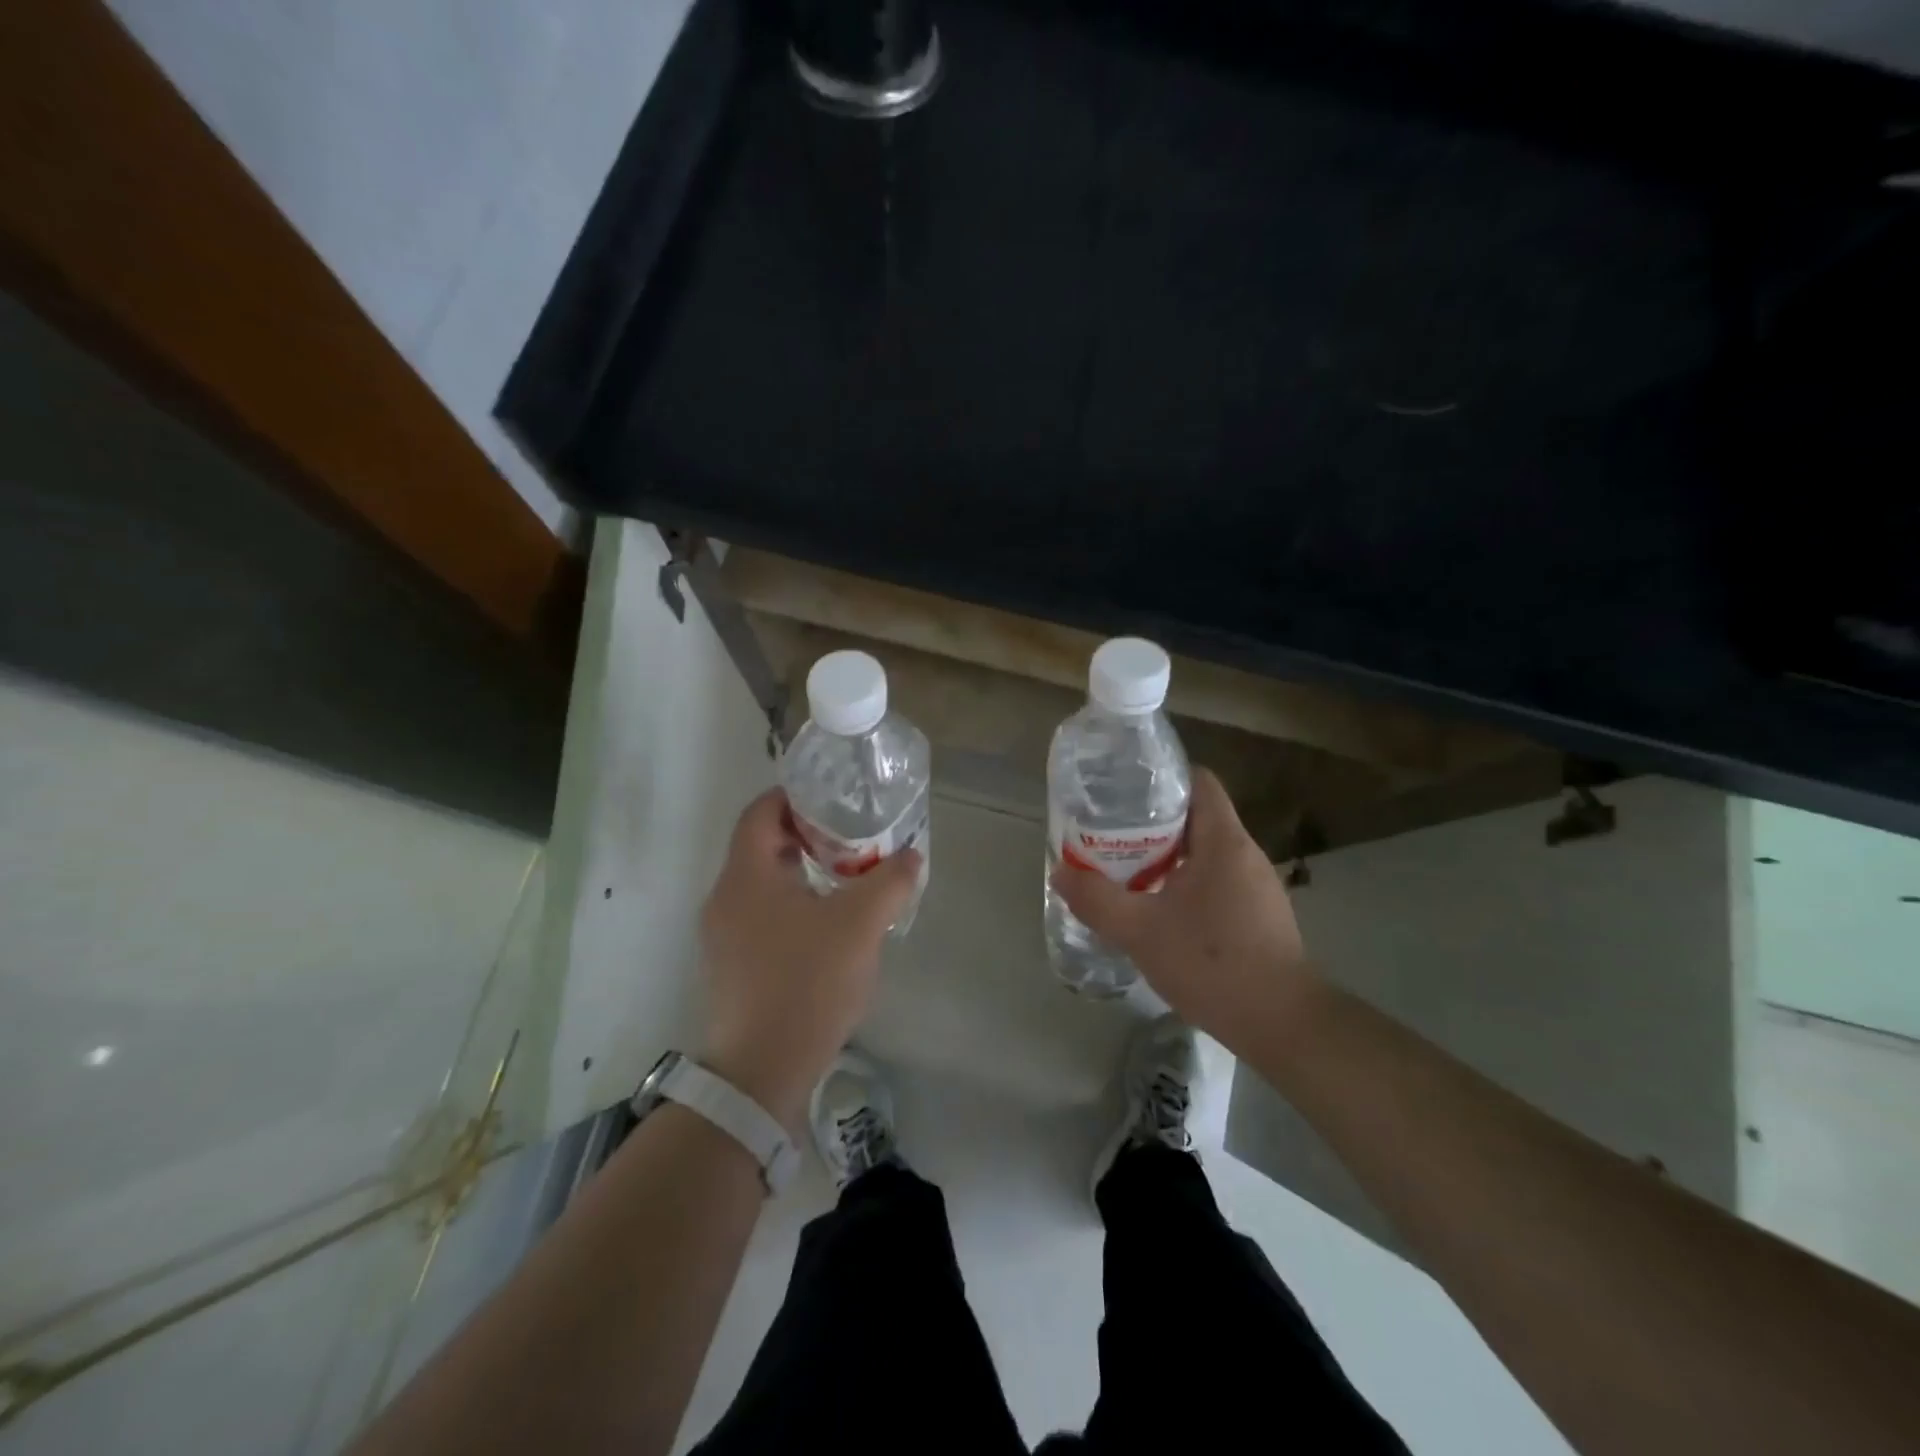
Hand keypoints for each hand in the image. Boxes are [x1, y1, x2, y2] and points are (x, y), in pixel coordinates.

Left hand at [698, 789, 921, 1129]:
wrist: (761, 1072)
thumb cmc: (807, 982)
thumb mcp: (861, 924)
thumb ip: (890, 881)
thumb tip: (910, 857)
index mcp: (745, 876)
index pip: (760, 811)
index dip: (793, 796)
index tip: (832, 798)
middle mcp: (724, 899)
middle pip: (761, 846)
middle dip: (805, 836)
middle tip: (849, 837)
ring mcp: (722, 937)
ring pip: (762, 885)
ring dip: (800, 873)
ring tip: (846, 880)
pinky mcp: (730, 968)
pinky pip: (760, 917)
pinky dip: (791, 906)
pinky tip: (827, 928)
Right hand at [1050, 769, 1317, 1058]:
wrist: (1281, 1024)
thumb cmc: (1212, 964)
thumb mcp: (1140, 931)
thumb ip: (1097, 900)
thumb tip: (1061, 873)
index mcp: (1224, 841)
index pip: (1198, 782)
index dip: (1161, 779)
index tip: (1124, 793)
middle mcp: (1245, 854)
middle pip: (1196, 816)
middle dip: (1151, 823)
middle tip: (1110, 835)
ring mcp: (1256, 885)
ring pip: (1204, 852)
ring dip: (1166, 857)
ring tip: (1127, 870)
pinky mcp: (1259, 914)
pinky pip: (1216, 880)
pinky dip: (1185, 883)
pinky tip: (1160, 910)